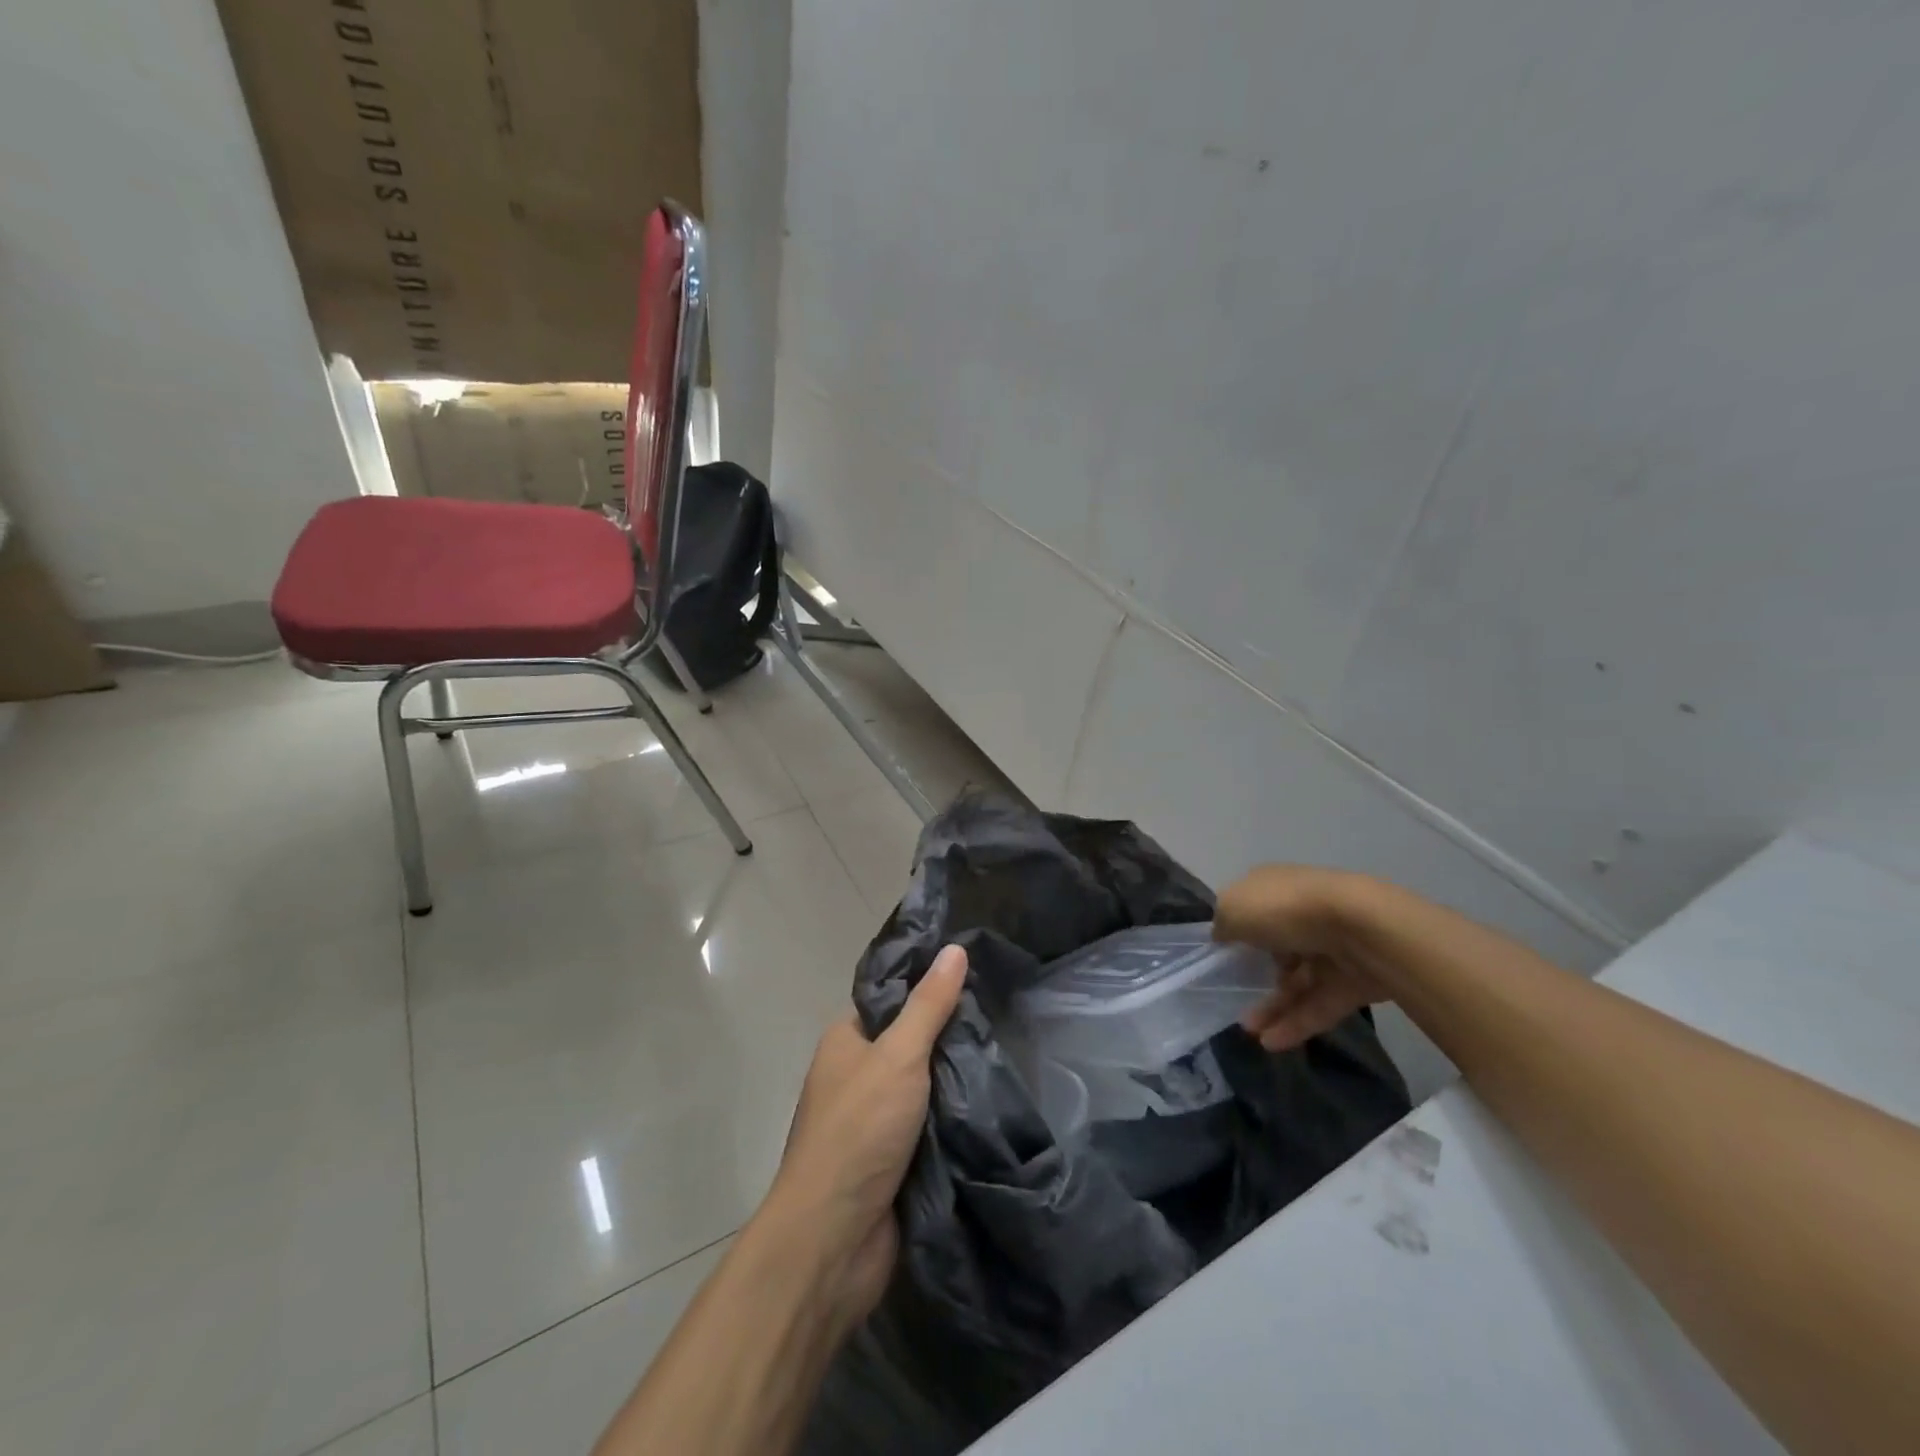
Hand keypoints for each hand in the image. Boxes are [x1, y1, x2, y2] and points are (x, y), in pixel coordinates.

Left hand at [760, 944, 967, 1327]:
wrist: (833, 1240)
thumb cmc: (858, 1131)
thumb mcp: (898, 1056)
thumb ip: (928, 1005)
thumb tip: (954, 949)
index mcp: (845, 1042)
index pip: (890, 998)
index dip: (927, 985)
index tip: (974, 973)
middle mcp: (856, 1076)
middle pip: (912, 1042)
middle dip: (950, 1036)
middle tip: (1000, 1016)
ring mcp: (874, 1121)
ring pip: (925, 1087)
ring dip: (957, 1082)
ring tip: (1007, 1054)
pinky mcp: (894, 1161)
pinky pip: (931, 1128)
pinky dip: (956, 1121)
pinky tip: (995, 1104)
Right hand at [1214, 866, 1391, 1051]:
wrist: (1361, 929)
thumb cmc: (1285, 909)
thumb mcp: (1233, 909)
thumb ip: (1222, 925)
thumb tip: (1222, 936)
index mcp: (1274, 888)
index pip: (1251, 908)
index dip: (1234, 930)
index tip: (1219, 957)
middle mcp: (1301, 913)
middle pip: (1274, 947)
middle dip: (1253, 975)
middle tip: (1232, 998)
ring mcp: (1329, 947)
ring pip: (1295, 981)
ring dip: (1271, 1007)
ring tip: (1250, 1032)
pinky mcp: (1351, 981)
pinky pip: (1317, 1004)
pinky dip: (1295, 1024)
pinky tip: (1272, 1043)